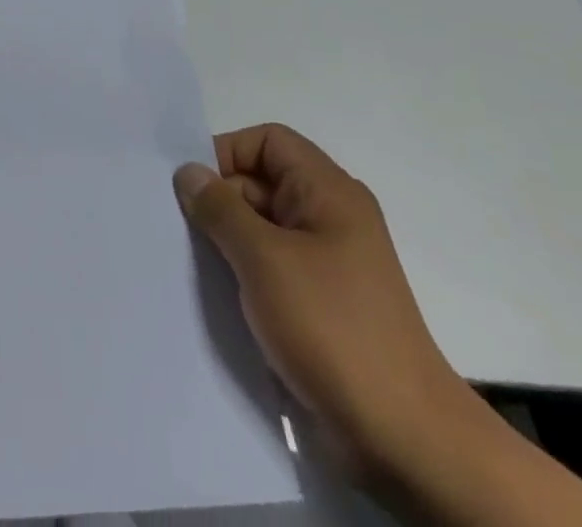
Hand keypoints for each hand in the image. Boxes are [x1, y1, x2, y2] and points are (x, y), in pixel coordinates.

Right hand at [174, 126, 581, 526]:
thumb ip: (220, 208)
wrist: (403, 438)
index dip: (227, 152)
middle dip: (220, 198)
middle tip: (178, 225)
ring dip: (228, 238)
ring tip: (190, 259)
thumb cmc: (332, 328)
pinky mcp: (323, 301)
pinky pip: (273, 264)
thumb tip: (188, 172)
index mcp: (329, 191)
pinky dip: (244, 270)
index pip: (268, 141)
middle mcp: (331, 216)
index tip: (191, 186)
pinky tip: (217, 291)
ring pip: (263, 226)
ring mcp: (329, 261)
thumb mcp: (264, 258)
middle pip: (262, 181)